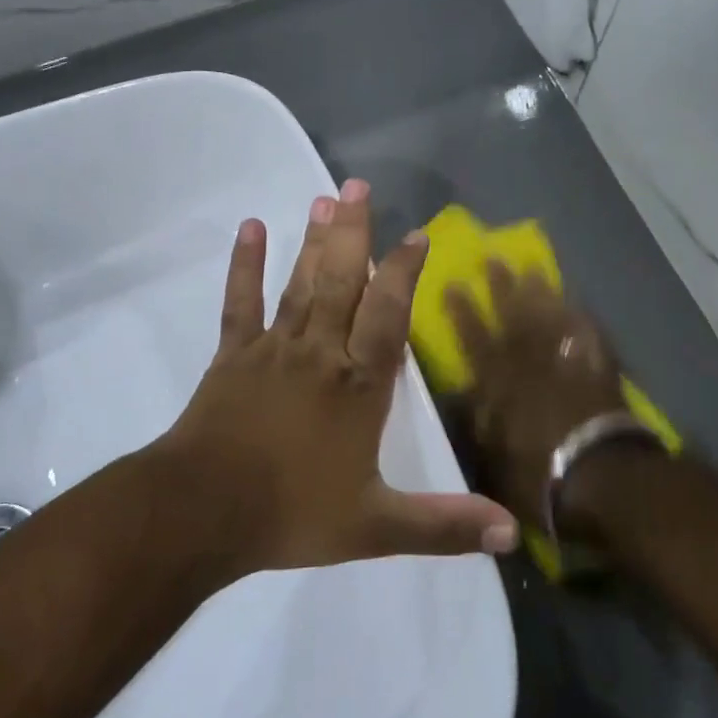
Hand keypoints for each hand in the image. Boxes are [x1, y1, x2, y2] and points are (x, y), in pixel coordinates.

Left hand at [162, 181, 517, 575]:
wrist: (202, 513)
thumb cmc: (292, 515)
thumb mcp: (376, 527)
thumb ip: (444, 525)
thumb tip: (514, 533)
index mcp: (358, 386)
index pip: (387, 315)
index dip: (403, 273)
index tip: (416, 235)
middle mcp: (320, 353)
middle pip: (341, 282)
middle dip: (353, 233)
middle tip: (357, 184)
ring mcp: (273, 349)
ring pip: (300, 284)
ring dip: (313, 241)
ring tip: (324, 199)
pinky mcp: (233, 355)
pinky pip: (242, 302)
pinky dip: (245, 265)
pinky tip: (251, 228)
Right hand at [447, 265, 630, 530]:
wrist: (601, 476)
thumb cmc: (539, 474)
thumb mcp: (491, 457)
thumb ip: (475, 422)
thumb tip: (461, 396)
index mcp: (500, 384)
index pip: (475, 339)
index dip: (463, 311)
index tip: (453, 283)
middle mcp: (531, 364)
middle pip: (514, 317)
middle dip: (501, 287)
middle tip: (494, 257)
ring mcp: (567, 363)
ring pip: (550, 318)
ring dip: (540, 293)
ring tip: (532, 267)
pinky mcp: (598, 371)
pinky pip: (588, 336)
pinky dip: (582, 319)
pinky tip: (577, 303)